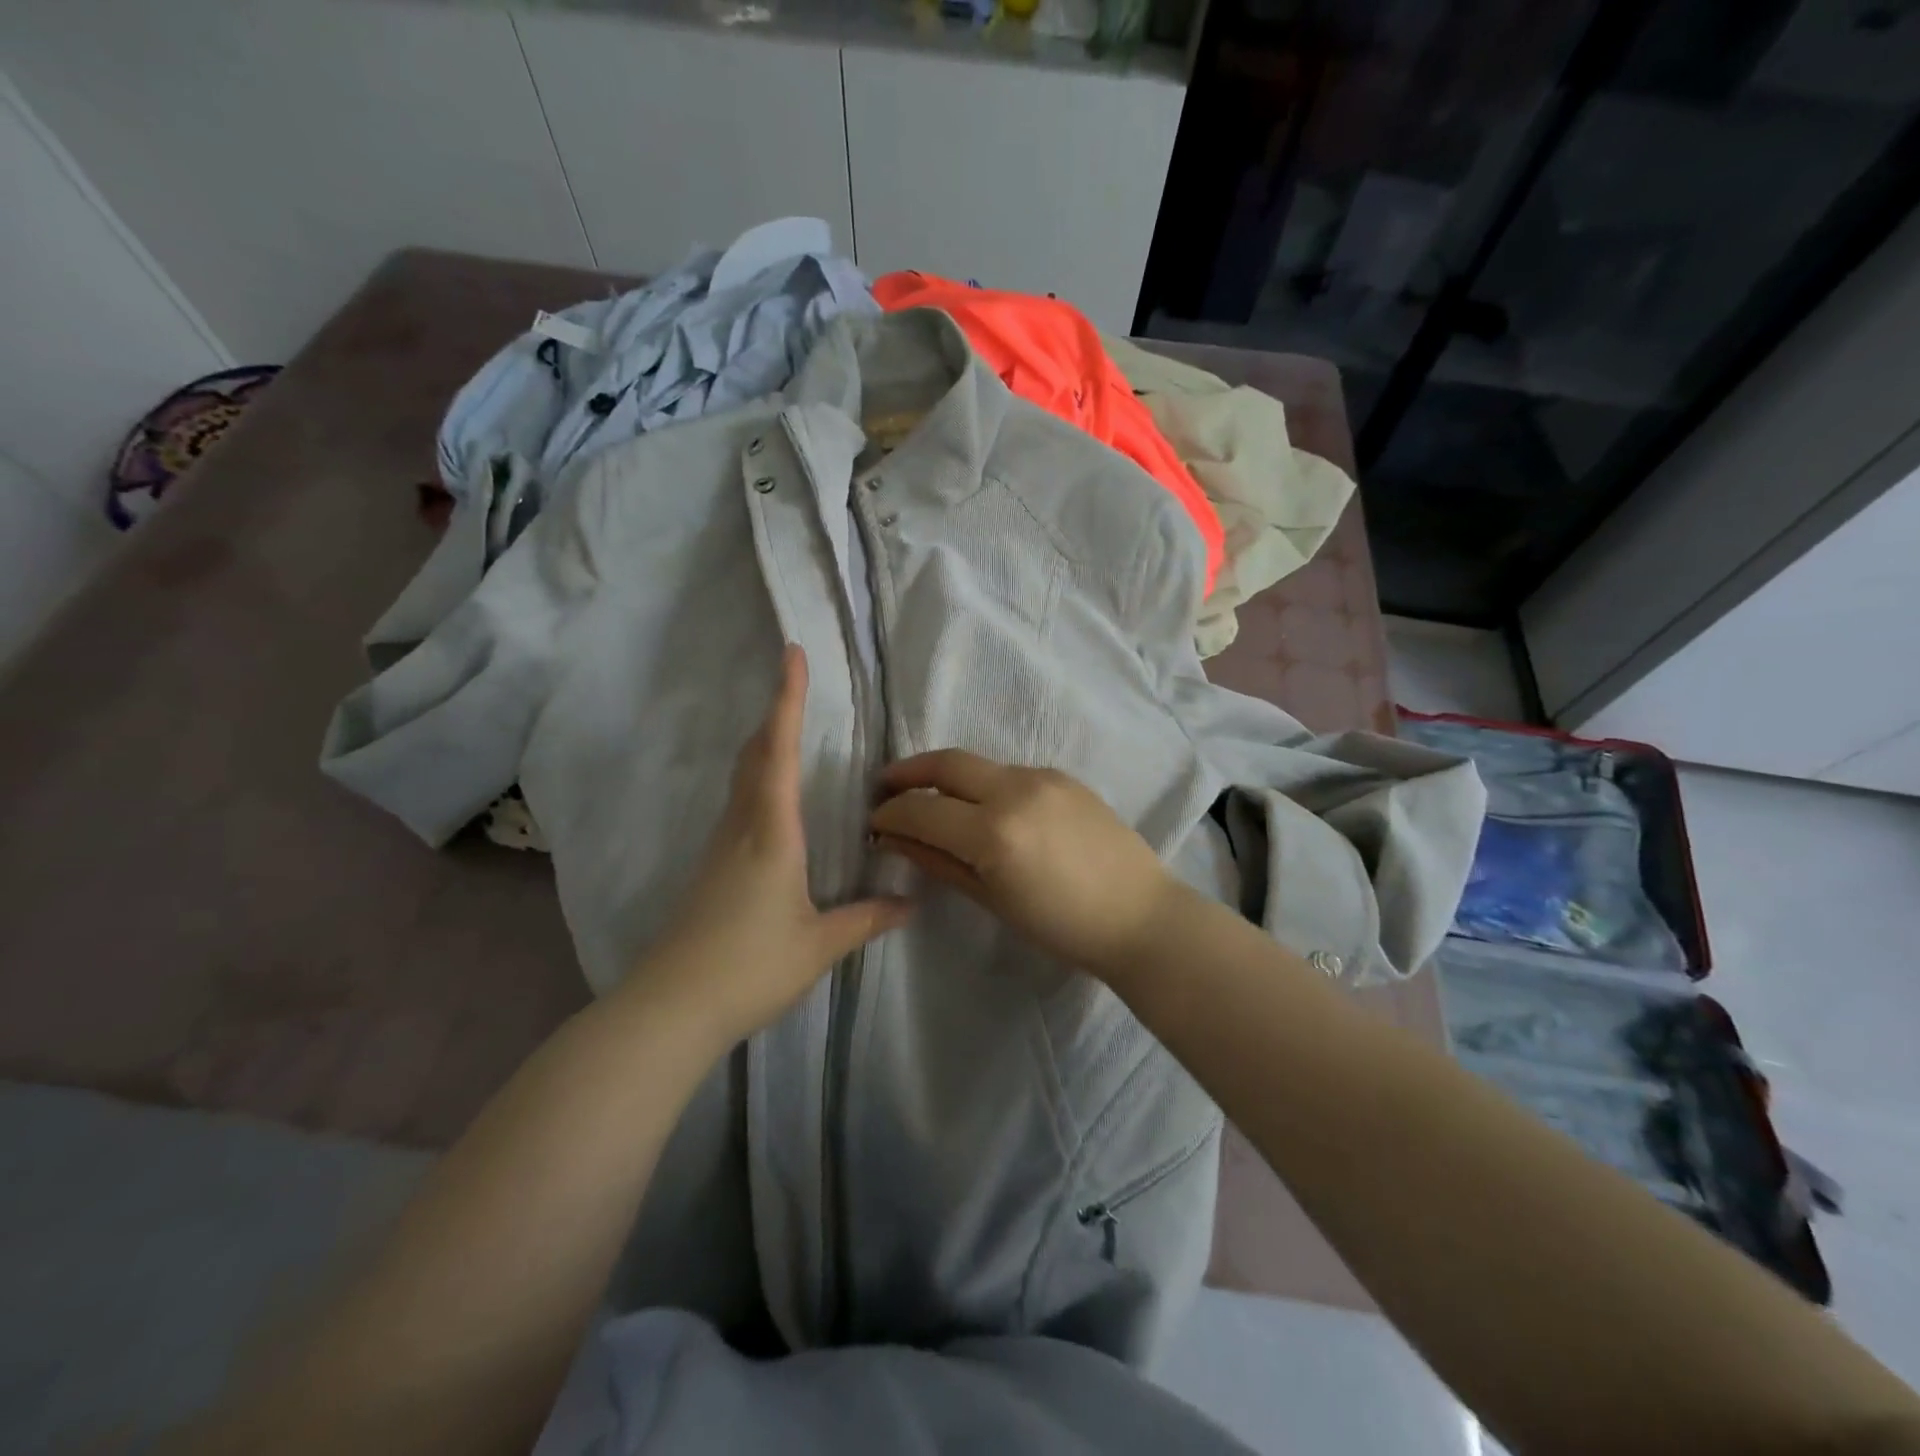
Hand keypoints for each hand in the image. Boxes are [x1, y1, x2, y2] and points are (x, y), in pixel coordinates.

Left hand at [633, 645, 912, 1048]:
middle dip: (775, 713)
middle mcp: (741, 827)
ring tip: (791, 729)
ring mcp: (720, 847)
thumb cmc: (749, 968)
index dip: (786, 700)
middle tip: (795, 683)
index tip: (791, 656)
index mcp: (770, 833)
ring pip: (743, 777)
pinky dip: (759, 778)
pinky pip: (739, 803)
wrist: (670, 1008)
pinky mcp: (712, 867)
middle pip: (754, 754)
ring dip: (765, 743)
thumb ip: (867, 919)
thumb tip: (910, 902)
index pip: (779, 752)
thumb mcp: (818, 945)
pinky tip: (775, 799)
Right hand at [870, 750, 1177, 977]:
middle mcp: (1015, 790)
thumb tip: (895, 839)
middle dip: (907, 772)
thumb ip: (939, 861)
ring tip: (930, 800)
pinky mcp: (1063, 776)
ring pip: (978, 765)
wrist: (1139, 915)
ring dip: (946, 777)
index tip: (874, 822)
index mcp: (995, 832)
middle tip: (884, 788)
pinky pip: (1009, 772)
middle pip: (945, 764)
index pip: (922, 810)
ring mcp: (1043, 777)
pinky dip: (983, 784)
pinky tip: (982, 808)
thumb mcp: (992, 899)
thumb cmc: (1062, 926)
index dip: (890, 814)